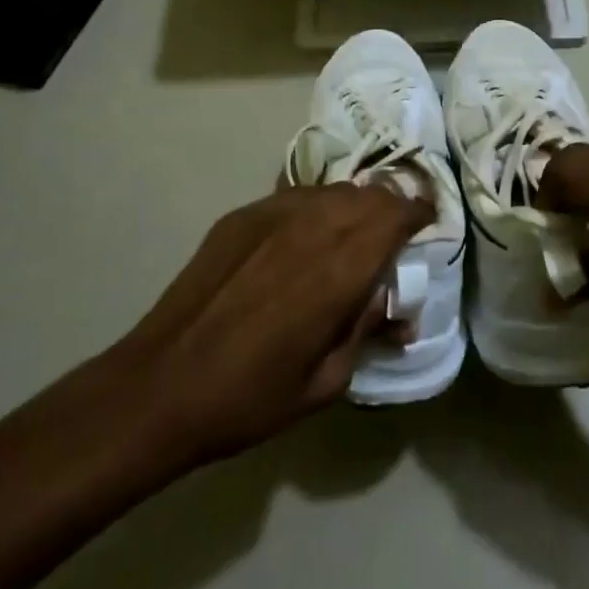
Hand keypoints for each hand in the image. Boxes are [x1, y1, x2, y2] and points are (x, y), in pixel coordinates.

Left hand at [110, 183, 430, 464]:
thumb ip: (367, 331)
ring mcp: (273, 213)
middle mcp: (313, 226)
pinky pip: (295, 197)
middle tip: (392, 234)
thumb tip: (398, 311)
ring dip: (353, 206)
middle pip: (368, 194)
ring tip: (349, 236)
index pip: (396, 215)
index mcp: (340, 269)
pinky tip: (301, 241)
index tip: (427, 221)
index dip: (418, 211)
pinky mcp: (242, 214)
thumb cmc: (251, 397)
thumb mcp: (326, 382)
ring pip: (333, 191)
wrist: (161, 385)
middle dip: (390, 207)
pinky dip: (314, 209)